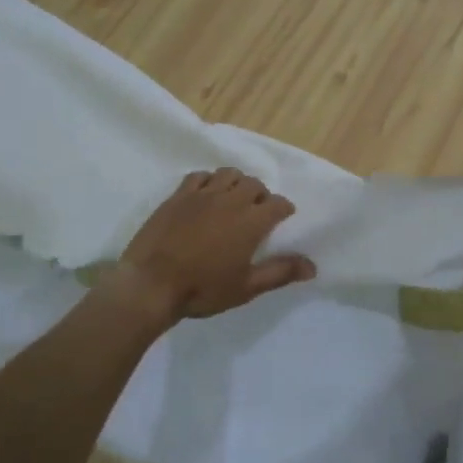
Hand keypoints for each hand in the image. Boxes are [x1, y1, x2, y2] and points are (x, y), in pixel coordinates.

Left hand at [114, 168, 315, 321]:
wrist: (150, 284)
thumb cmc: (202, 289)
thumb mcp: (246, 287)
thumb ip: (280, 273)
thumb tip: (312, 266)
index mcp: (251, 221)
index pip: (277, 203)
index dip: (284, 209)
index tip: (282, 218)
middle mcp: (230, 200)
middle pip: (254, 184)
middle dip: (261, 194)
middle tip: (257, 211)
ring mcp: (202, 195)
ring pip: (228, 174)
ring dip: (237, 183)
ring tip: (233, 199)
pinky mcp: (178, 196)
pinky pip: (199, 176)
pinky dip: (209, 181)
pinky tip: (206, 195)